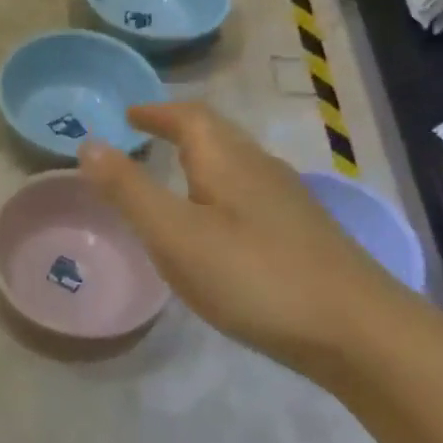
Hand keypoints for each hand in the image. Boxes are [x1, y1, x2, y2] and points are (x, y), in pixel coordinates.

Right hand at [79, 102, 414, 373]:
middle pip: (219, 136)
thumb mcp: (174, 235)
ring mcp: (288, 203)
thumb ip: (129, 190)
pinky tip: (216, 228)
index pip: (190, 118)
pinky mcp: (302, 235)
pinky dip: (220, 194)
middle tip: (144, 138)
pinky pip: (250, 197)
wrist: (353, 329)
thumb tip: (89, 143)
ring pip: (237, 166)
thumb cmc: (252, 276)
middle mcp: (262, 171)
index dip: (156, 113)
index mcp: (228, 163)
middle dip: (179, 130)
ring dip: (201, 161)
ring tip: (173, 177)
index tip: (127, 115)